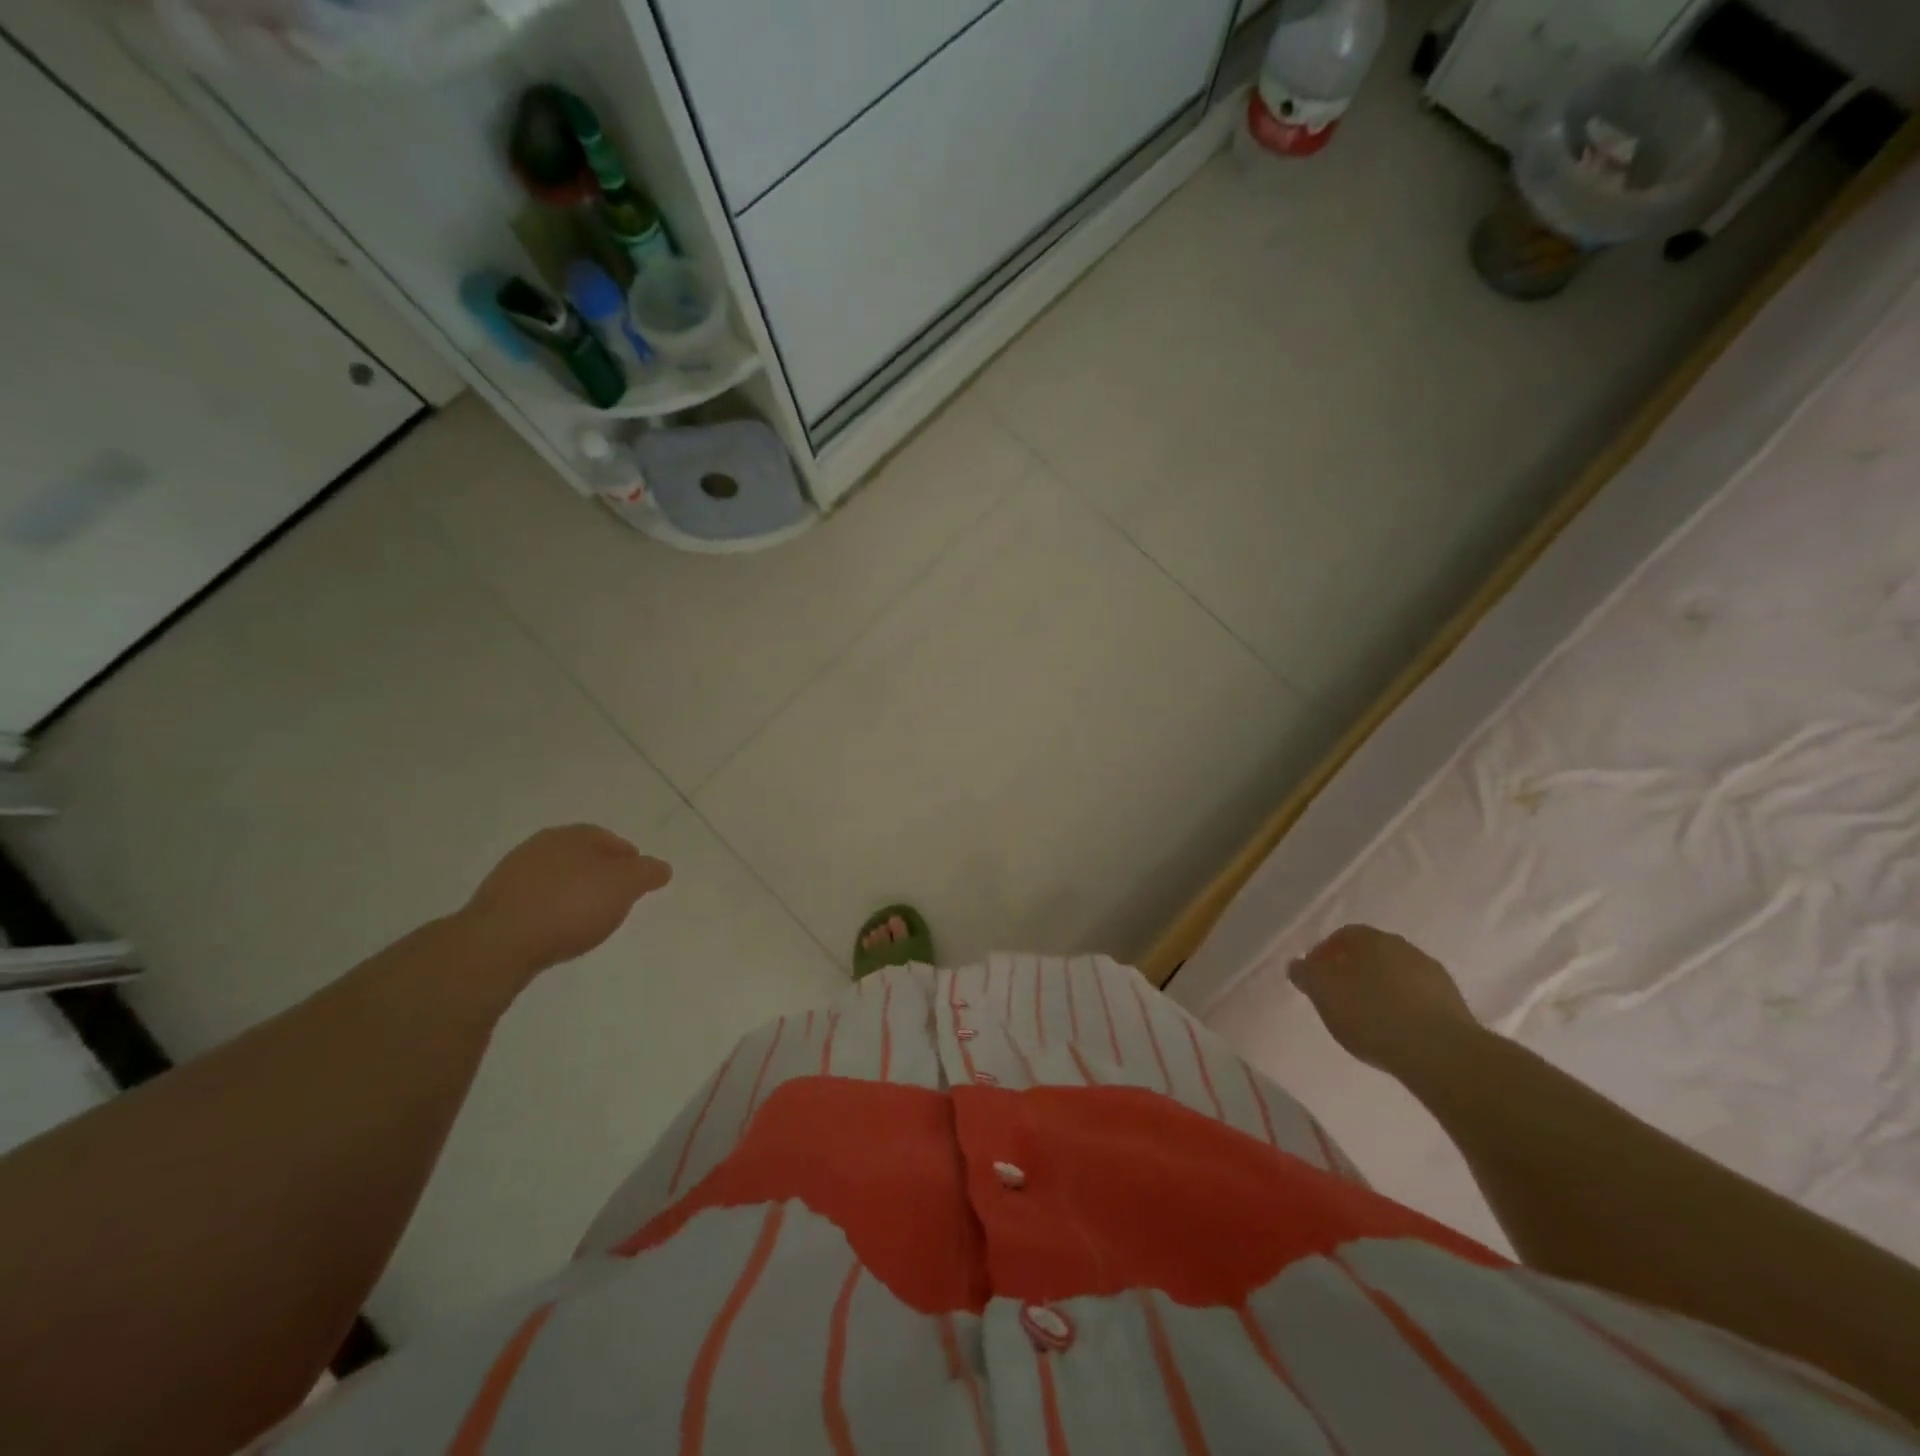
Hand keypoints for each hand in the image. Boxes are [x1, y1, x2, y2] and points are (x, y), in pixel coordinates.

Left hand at [459, 826, 671, 977]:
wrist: (499, 942)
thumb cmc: (571, 905)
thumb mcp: (625, 886)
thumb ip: (647, 873)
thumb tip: (660, 867)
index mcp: (573, 835)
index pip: (609, 839)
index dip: (628, 858)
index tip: (639, 880)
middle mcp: (541, 845)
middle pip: (581, 856)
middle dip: (600, 873)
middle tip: (616, 897)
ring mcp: (513, 873)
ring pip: (556, 877)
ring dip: (573, 891)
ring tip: (587, 917)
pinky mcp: (495, 903)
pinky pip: (535, 900)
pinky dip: (551, 909)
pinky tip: (557, 928)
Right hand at [1289, 925, 1483, 1077]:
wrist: (1441, 1053)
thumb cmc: (1372, 1014)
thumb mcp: (1323, 993)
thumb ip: (1306, 974)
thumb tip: (1298, 965)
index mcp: (1372, 939)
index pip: (1343, 935)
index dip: (1324, 954)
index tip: (1314, 978)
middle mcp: (1405, 948)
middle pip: (1371, 954)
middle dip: (1353, 970)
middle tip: (1338, 996)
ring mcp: (1433, 975)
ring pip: (1396, 975)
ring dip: (1380, 989)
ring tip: (1367, 1018)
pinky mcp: (1454, 1004)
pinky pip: (1417, 998)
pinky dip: (1403, 1008)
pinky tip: (1395, 1030)